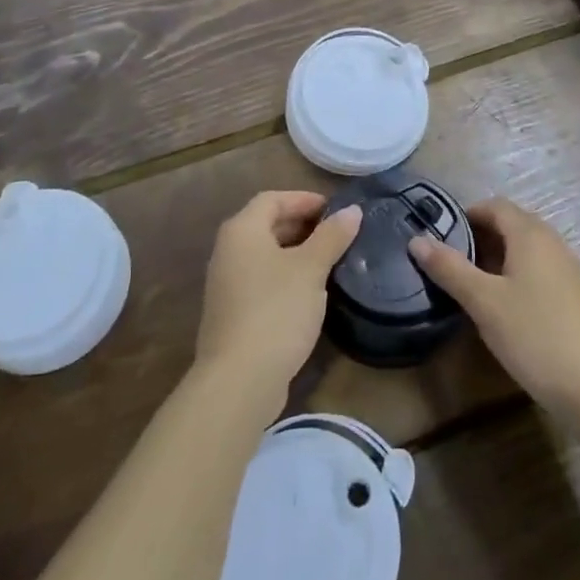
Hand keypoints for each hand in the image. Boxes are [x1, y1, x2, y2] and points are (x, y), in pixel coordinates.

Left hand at [195, 190, 360, 409]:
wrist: (239, 381)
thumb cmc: (276, 311)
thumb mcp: (311, 269)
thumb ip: (331, 236)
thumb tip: (352, 211)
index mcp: (242, 230)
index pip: (272, 198)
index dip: (304, 199)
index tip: (336, 210)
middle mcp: (228, 250)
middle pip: (267, 224)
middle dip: (302, 225)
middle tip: (337, 234)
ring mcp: (226, 284)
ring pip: (265, 255)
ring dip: (296, 252)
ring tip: (330, 261)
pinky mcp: (232, 313)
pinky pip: (262, 280)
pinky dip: (286, 276)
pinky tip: (310, 293)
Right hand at [411, 198, 579, 416]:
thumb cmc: (534, 335)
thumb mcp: (483, 302)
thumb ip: (449, 268)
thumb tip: (416, 239)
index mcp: (530, 234)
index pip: (495, 205)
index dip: (466, 214)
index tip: (441, 236)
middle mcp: (552, 242)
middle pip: (511, 224)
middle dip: (480, 236)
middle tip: (451, 262)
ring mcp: (568, 270)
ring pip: (525, 249)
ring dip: (497, 257)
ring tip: (472, 285)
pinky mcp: (575, 296)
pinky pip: (539, 270)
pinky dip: (516, 276)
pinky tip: (504, 307)